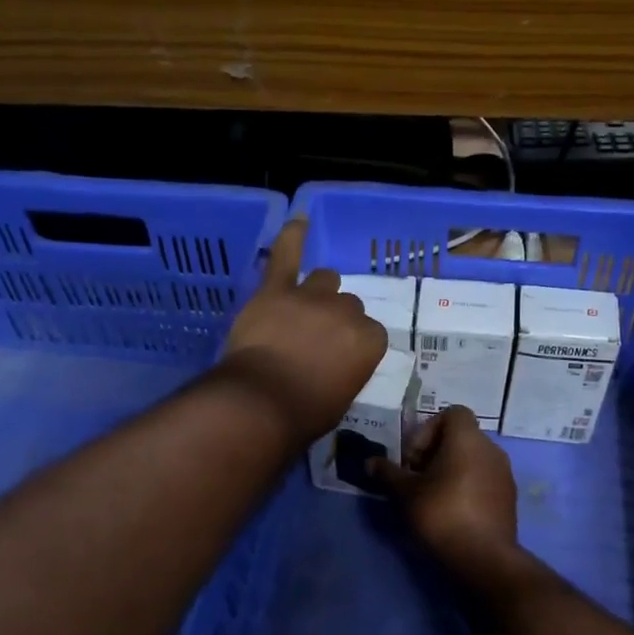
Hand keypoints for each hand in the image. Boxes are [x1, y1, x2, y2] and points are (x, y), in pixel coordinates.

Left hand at [218, 219, 387, 444]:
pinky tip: (299, 221)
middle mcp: (347, 312)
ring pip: (326, 280)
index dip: (353, 345)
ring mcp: (311, 297)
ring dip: (318, 293)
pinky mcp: (276, 290)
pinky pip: (287, 255)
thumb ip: (348, 370)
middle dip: (336, 320)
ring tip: (301, 310)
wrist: (262, 402)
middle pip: (348, 305)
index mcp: (370, 341)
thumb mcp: (342, 397)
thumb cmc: (305, 413)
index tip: (340, 359)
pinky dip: (292, 237)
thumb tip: (337, 365)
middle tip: (315, 341)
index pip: (371, 333)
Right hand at [371, 407, 518, 574]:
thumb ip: (388, 473)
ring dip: (450, 471)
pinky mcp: (509, 498)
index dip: (427, 430)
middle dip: (435, 453)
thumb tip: (370, 462)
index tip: (413, 458)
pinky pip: (483, 479)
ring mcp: (504, 474)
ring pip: (472, 460)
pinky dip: (466, 487)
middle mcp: (491, 449)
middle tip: (416, 479)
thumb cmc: (442, 515)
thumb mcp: (406, 493)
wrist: (485, 559)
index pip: (451, 413)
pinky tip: (451, 512)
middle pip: (460, 437)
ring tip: (431, 497)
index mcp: (468, 439)